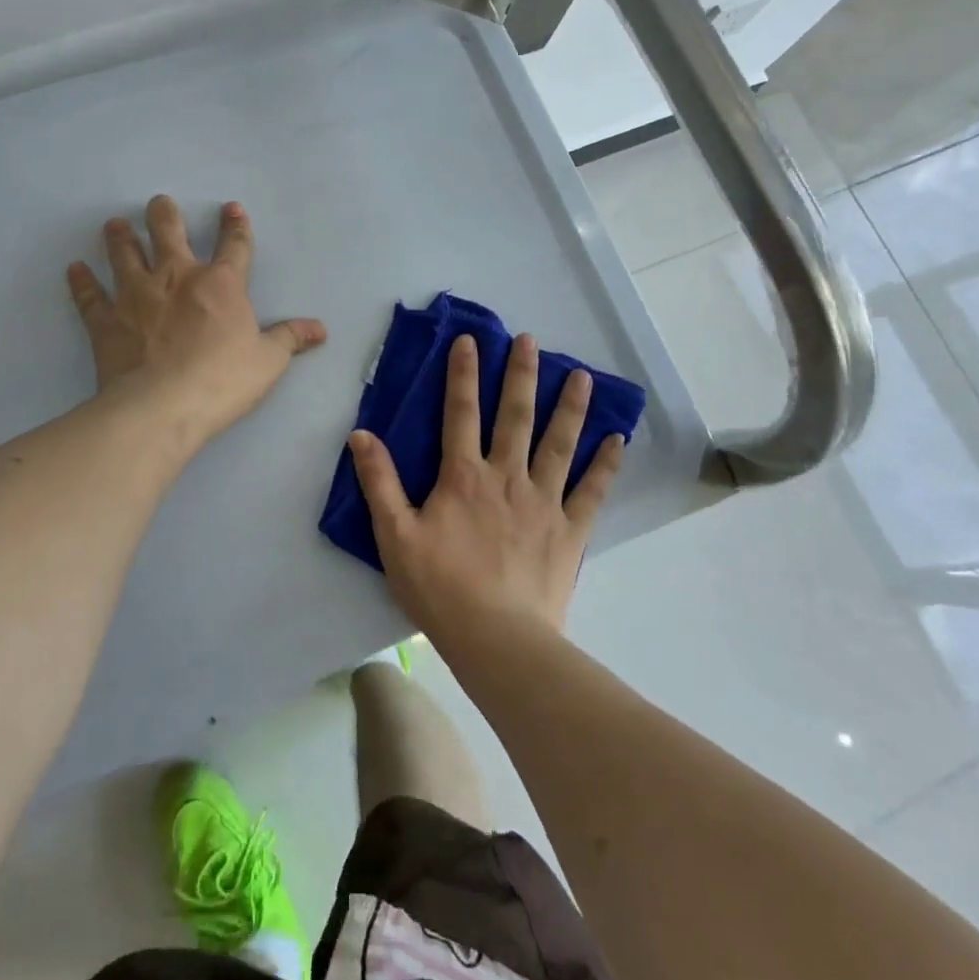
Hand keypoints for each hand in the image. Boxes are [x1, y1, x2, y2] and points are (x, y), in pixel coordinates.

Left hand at [68, 196, 326, 448]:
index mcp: (221, 284)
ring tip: (116, 223)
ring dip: (120, 237)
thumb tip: (321, 328)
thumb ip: (291, 339)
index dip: (236, 225)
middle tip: (159, 203)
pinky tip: (75, 268)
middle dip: (164, 214)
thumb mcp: (268, 362)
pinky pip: (90, 295)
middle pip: (168, 232)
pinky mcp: (106, 320)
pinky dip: (82, 281)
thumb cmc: (223, 381)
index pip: (234, 245)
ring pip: (125, 253)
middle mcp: (176, 277)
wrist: (162, 406)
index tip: (232, 208)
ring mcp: (136, 295)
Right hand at [348, 331, 623, 651]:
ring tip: (580, 375)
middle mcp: (507, 477)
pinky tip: (617, 440)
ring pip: (559, 443)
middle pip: (515, 416)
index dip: (463, 374)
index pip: (461, 412)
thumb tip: (361, 435)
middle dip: (521, 374)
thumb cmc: (440, 588)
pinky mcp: (570, 530)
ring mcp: (543, 501)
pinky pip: (591, 490)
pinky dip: (604, 465)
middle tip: (530, 340)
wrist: (497, 639)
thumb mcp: (395, 535)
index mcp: (464, 476)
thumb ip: (379, 482)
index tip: (469, 340)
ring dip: (569, 407)